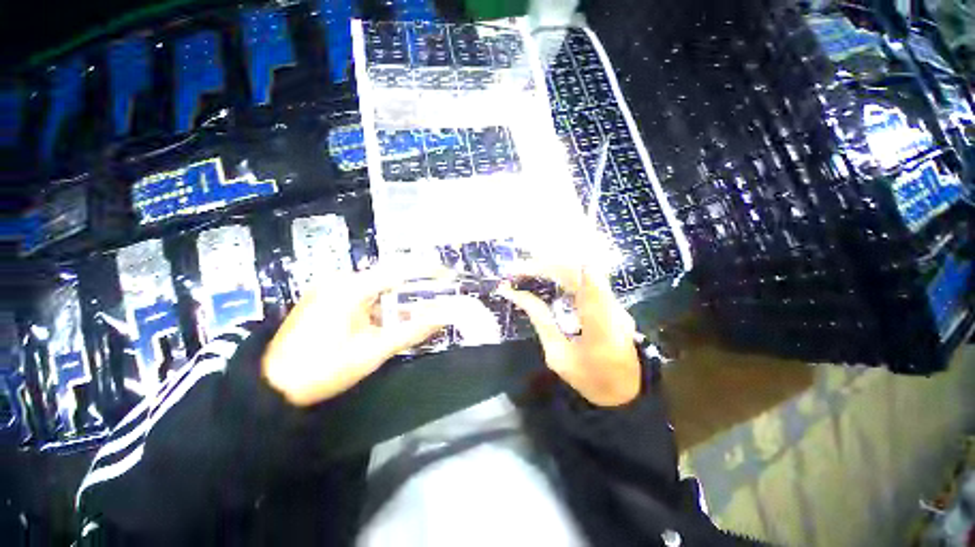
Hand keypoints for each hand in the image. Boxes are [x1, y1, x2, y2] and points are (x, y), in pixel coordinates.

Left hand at [261, 267, 448, 406]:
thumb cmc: (324, 369)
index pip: (398, 270)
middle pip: (388, 275)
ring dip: (399, 295)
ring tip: (421, 304)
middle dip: (415, 283)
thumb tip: (443, 319)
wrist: (272, 387)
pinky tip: (393, 314)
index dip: (426, 269)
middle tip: (438, 290)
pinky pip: (363, 295)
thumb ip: (412, 332)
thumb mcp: (373, 351)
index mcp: (351, 288)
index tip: (447, 272)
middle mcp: (340, 280)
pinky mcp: (326, 300)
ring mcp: (331, 289)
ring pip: (376, 286)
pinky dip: (382, 303)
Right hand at [497, 264, 640, 406]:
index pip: (585, 277)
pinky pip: (585, 280)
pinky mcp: (611, 303)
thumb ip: (541, 321)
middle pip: (580, 268)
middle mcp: (610, 305)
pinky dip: (562, 276)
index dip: (556, 265)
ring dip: (554, 268)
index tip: (526, 269)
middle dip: (547, 264)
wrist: (627, 391)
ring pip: (583, 270)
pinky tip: (546, 280)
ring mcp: (614, 302)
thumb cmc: (590, 379)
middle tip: (519, 270)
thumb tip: (519, 295)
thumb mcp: (559, 356)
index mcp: (599, 322)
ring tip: (528, 271)